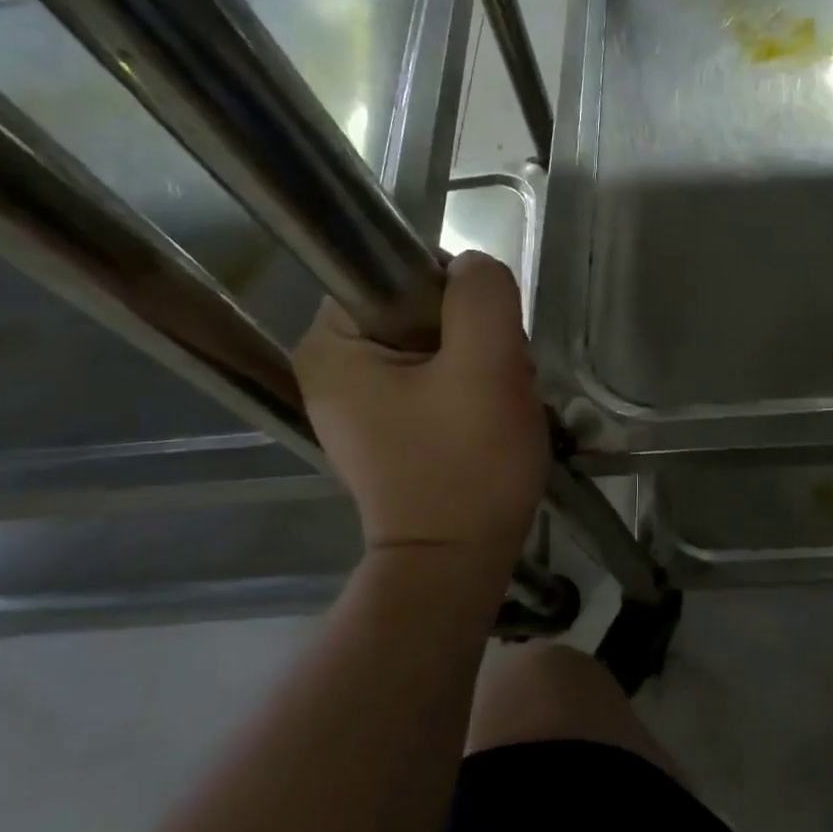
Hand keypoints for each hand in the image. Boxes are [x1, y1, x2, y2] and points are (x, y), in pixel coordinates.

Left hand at [293, 252, 548, 559]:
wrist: (458, 563)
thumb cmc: (466, 465)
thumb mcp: (486, 367)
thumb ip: (481, 297)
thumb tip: (473, 268)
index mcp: (332, 344)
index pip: (399, 272)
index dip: (454, 293)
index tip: (485, 339)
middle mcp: (334, 367)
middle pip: (422, 308)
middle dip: (475, 335)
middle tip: (499, 378)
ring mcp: (360, 400)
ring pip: (438, 342)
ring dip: (481, 361)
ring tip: (499, 402)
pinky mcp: (390, 424)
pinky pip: (438, 376)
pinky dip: (472, 387)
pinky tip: (489, 417)